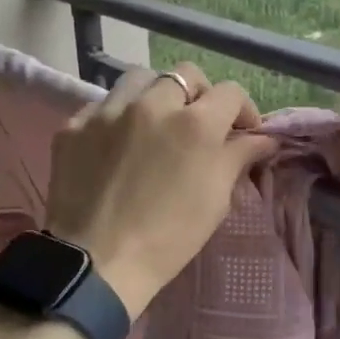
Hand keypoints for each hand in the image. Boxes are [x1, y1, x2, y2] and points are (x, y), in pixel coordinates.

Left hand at [45, 63, 275, 315]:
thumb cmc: (169, 237)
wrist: (97, 264)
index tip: (241, 132)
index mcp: (196, 123)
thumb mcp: (216, 199)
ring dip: (156, 94)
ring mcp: (109, 111)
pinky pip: (103, 105)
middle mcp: (153, 104)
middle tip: (198, 124)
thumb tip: (264, 138)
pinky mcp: (75, 126)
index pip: (231, 92)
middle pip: (186, 74)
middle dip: (200, 95)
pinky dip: (117, 117)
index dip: (242, 110)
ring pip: (141, 79)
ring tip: (155, 123)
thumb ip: (240, 157)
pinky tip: (117, 143)